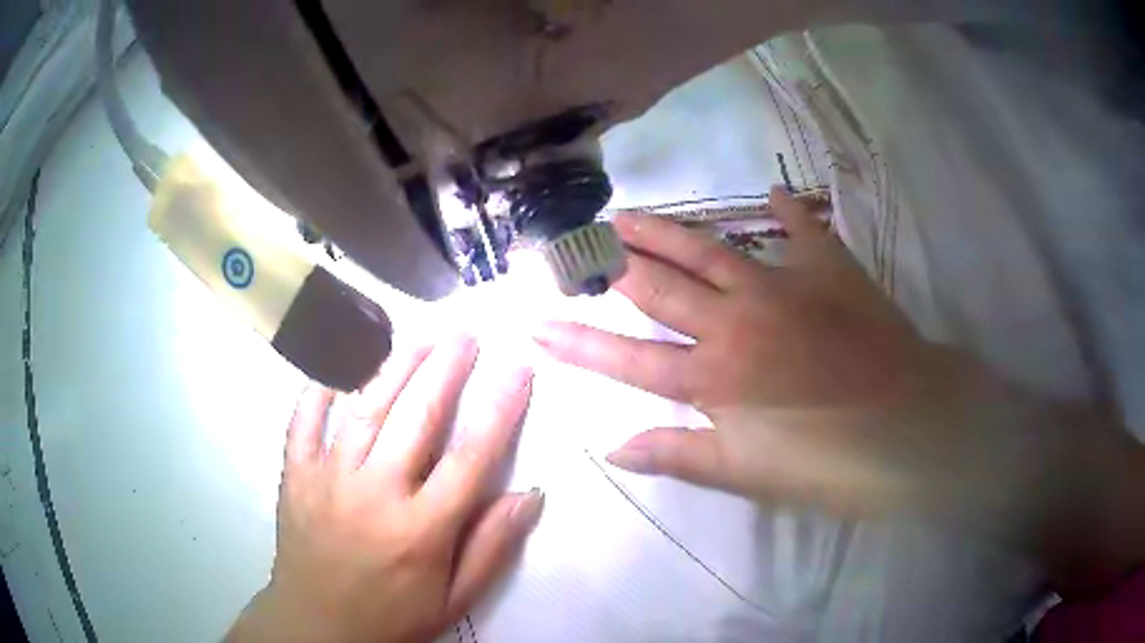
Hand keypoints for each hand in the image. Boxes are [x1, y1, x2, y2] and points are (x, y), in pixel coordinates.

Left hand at [227, 336, 541, 642]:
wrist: (318, 627)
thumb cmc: (392, 617)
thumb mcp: (454, 599)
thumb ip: (491, 548)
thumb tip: (529, 494)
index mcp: (421, 529)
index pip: (470, 457)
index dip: (499, 408)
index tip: (517, 368)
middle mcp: (375, 494)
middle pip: (416, 418)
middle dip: (446, 368)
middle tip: (466, 332)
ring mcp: (328, 479)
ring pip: (365, 408)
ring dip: (395, 366)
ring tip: (421, 336)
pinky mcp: (295, 475)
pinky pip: (304, 421)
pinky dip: (321, 387)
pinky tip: (340, 360)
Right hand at [536, 187, 953, 513]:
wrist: (912, 427)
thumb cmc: (829, 463)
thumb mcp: (747, 474)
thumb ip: (679, 455)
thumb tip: (612, 448)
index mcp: (715, 378)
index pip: (626, 358)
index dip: (576, 343)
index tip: (534, 324)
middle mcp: (737, 322)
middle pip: (659, 287)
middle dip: (611, 265)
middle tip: (574, 241)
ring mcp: (785, 287)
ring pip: (710, 250)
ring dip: (666, 231)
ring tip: (628, 213)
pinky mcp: (830, 271)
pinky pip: (803, 232)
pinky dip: (788, 214)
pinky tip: (772, 195)